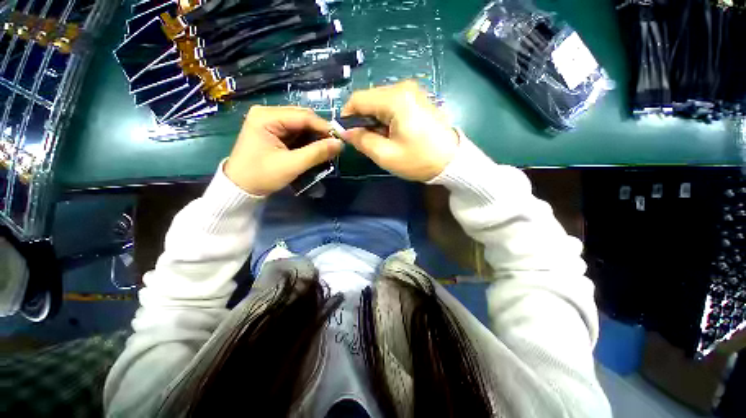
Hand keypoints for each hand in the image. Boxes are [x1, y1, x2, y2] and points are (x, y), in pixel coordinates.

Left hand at [224, 106, 342, 195]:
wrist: (240, 188)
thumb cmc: (262, 175)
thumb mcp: (292, 165)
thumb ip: (317, 153)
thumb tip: (340, 144)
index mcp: (267, 116)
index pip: (303, 116)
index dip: (324, 127)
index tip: (341, 139)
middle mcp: (268, 114)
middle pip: (303, 118)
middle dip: (320, 132)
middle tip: (334, 146)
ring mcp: (270, 122)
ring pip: (301, 126)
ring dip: (315, 137)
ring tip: (326, 150)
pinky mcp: (273, 132)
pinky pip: (296, 133)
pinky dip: (307, 141)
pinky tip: (315, 150)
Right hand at [341, 81, 458, 181]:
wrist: (452, 162)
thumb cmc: (418, 160)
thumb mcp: (386, 155)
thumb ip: (361, 140)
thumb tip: (344, 131)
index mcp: (395, 98)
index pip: (358, 99)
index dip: (347, 116)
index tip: (346, 134)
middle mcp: (403, 88)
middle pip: (369, 99)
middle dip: (362, 120)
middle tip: (366, 142)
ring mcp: (413, 92)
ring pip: (380, 103)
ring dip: (375, 121)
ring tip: (382, 141)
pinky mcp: (418, 100)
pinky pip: (393, 105)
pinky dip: (386, 119)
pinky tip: (393, 134)